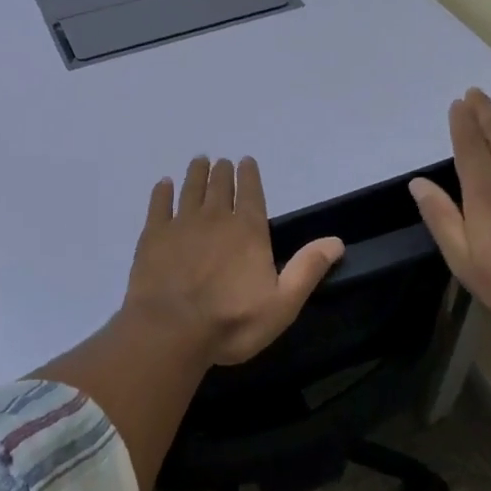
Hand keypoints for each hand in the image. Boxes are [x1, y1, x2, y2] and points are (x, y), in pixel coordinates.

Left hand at [123, 156, 344, 366]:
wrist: (171, 329)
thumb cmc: (232, 321)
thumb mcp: (282, 304)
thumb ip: (307, 269)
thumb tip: (336, 241)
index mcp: (248, 230)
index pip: (251, 192)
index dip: (249, 175)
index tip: (245, 161)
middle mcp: (215, 217)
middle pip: (219, 186)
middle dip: (222, 172)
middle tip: (221, 162)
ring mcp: (181, 223)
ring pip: (191, 189)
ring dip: (196, 173)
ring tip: (199, 161)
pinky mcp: (153, 235)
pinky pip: (159, 204)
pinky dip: (162, 192)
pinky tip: (163, 184)